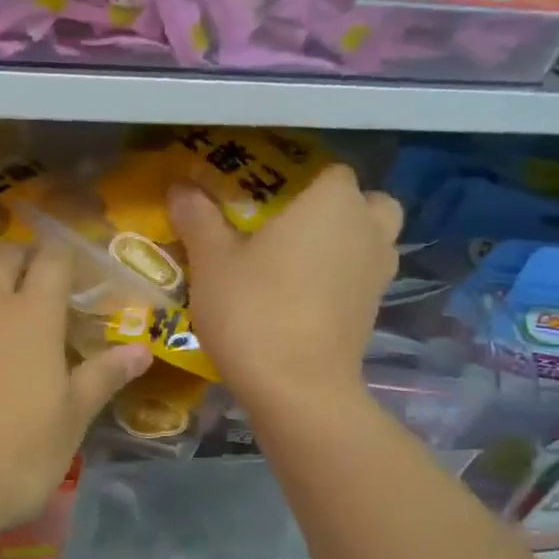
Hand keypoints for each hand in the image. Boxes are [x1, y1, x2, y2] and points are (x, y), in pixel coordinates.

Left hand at [0, 239, 151, 558]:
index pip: (53, 260)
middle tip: (27, 276)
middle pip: (5, 253)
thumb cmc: (6, 460)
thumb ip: (102, 379)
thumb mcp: (67, 425)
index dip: (62, 257)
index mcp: (34, 314)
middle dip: (21, 256)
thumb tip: (142, 350)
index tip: (67, 267)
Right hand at [169, 165, 402, 413]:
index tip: (264, 196)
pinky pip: (362, 279)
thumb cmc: (254, 310)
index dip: (299, 177)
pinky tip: (302, 297)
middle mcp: (367, 230)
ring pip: (371, 242)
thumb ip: (198, 217)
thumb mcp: (211, 261)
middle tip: (292, 225)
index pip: (329, 169)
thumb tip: (181, 187)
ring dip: (346, 244)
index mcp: (333, 203)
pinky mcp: (374, 313)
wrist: (297, 390)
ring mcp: (378, 274)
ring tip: (297, 262)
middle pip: (366, 204)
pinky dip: (342, 280)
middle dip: (337, 209)